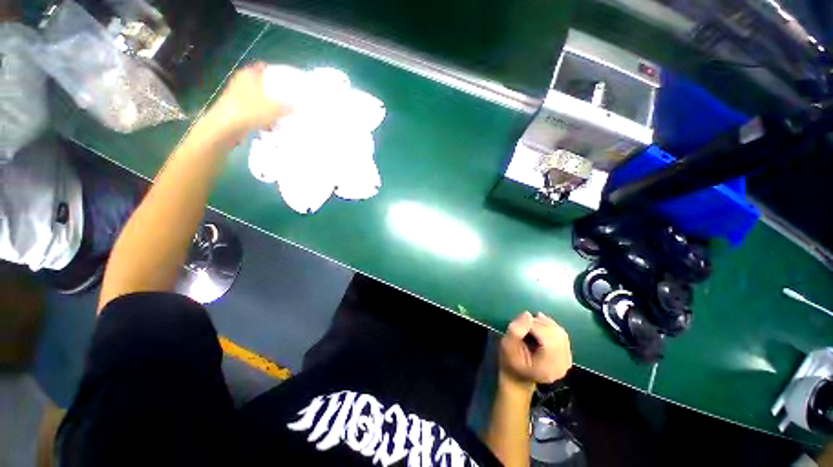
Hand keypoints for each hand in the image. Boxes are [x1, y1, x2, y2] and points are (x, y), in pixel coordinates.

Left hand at [205, 62, 292, 137]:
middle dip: (274, 92)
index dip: (276, 73)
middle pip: (261, 84)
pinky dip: (262, 117)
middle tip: (288, 99)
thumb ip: (287, 106)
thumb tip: (297, 106)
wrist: (225, 128)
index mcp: (248, 75)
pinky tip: (271, 126)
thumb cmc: (248, 112)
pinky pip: (254, 111)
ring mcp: (237, 97)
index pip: (263, 68)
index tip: (288, 81)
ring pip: (258, 99)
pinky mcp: (236, 110)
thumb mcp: (274, 109)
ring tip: (283, 115)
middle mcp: (241, 82)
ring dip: (269, 107)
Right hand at [499, 312, 571, 389]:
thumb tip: (528, 314)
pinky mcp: (566, 356)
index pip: (547, 338)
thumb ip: (516, 329)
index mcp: (547, 367)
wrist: (517, 377)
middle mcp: (561, 365)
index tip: (521, 323)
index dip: (535, 325)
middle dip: (540, 323)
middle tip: (525, 323)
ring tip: (531, 325)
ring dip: (545, 324)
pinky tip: (540, 327)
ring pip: (561, 333)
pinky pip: (562, 336)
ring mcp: (566, 361)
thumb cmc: (510, 361)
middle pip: (556, 335)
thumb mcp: (507, 345)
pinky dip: (550, 327)